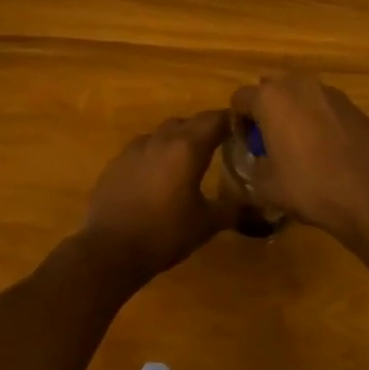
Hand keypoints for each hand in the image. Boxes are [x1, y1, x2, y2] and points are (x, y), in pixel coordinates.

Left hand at [78, 111, 233, 287]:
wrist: (110, 250)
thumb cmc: (165, 233)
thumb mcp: (207, 224)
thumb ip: (234, 210)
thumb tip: (259, 210)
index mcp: (188, 147)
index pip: (216, 120)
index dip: (232, 121)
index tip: (244, 130)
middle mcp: (162, 139)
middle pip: (190, 122)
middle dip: (207, 129)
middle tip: (221, 145)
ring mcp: (135, 148)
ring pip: (164, 132)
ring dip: (179, 139)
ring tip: (188, 160)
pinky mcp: (117, 162)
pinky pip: (143, 147)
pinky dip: (156, 153)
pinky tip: (157, 175)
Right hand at [229, 75, 368, 257]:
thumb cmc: (311, 187)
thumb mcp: (267, 186)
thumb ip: (254, 166)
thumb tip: (259, 161)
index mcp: (272, 98)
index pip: (240, 98)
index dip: (238, 122)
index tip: (246, 146)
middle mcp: (300, 84)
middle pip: (271, 88)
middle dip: (266, 109)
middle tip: (269, 141)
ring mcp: (331, 92)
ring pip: (301, 94)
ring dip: (294, 112)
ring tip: (299, 145)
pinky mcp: (354, 106)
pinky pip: (325, 107)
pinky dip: (319, 120)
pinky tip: (327, 150)